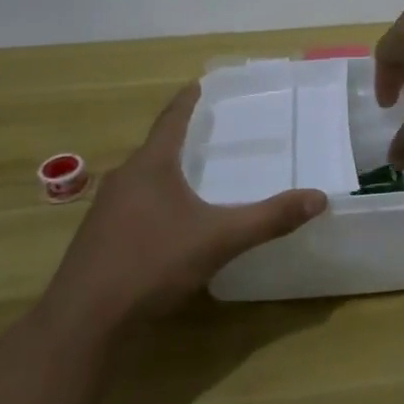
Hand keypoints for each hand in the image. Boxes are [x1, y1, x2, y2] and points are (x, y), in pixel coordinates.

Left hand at [43, 84, 326, 332]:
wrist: (84, 320)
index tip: (199, 83)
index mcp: (151, 166)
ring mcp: (105, 209)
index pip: (171, 119)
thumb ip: (269, 219)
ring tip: (193, 173)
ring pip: (142, 178)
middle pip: (156, 148)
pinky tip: (168, 222)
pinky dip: (154, 200)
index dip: (188, 101)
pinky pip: (132, 205)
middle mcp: (124, 178)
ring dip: (166, 171)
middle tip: (209, 131)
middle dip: (180, 137)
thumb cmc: (152, 263)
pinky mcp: (97, 238)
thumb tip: (319, 198)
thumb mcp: (219, 240)